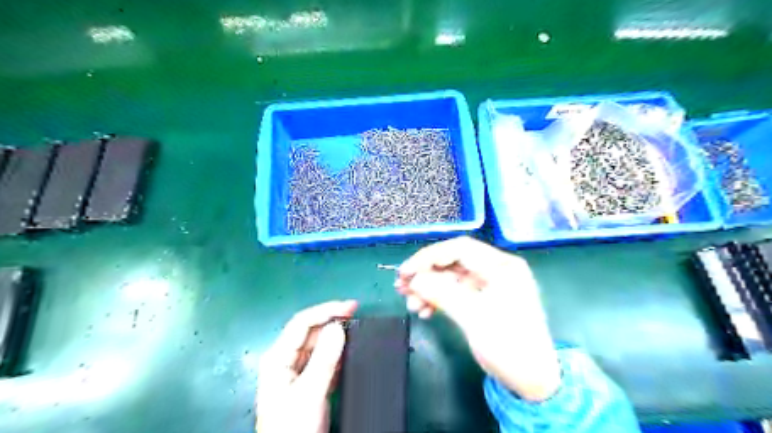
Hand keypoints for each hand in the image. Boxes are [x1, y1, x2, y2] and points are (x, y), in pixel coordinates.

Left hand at [256, 300, 359, 431]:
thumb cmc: (293, 427)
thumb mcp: (308, 393)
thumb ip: (323, 360)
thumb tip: (338, 327)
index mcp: (278, 357)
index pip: (302, 323)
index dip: (326, 310)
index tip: (351, 306)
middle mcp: (286, 360)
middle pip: (310, 331)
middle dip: (332, 320)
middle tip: (357, 314)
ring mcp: (297, 373)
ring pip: (318, 345)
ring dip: (336, 336)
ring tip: (356, 328)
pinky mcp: (308, 383)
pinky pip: (324, 360)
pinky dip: (337, 353)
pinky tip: (349, 350)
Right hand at [398, 238, 560, 399]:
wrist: (532, 381)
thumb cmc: (509, 346)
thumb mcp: (475, 318)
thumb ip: (443, 294)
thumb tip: (414, 279)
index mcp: (502, 266)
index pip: (460, 249)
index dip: (429, 257)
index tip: (406, 271)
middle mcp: (496, 270)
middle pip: (453, 262)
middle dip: (426, 274)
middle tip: (402, 287)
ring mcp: (489, 284)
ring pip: (451, 278)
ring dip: (429, 288)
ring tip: (410, 303)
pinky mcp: (482, 299)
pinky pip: (455, 292)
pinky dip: (438, 299)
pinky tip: (424, 310)